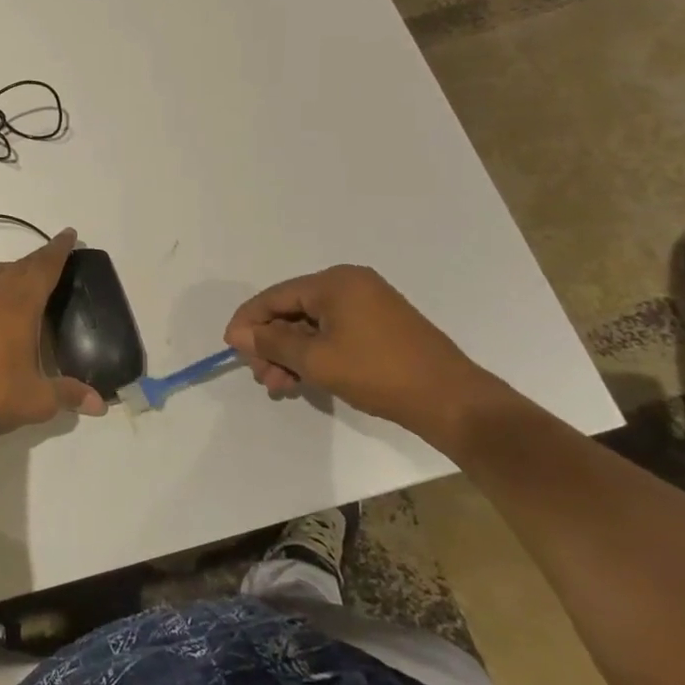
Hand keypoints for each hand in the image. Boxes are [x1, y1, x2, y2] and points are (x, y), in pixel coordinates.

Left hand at [0, 230, 106, 442]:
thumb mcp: (39, 400)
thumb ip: (70, 394)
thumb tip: (100, 404)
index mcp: (19, 306)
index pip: (44, 268)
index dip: (58, 250)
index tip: (68, 235)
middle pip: (18, 267)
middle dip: (36, 261)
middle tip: (50, 259)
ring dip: (5, 272)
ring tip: (14, 281)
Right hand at [223, 264, 502, 442]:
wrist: (453, 402)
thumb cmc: (379, 374)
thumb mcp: (316, 359)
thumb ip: (272, 343)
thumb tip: (239, 334)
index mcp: (335, 282)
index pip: (275, 296)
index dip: (249, 322)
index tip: (231, 348)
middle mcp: (350, 285)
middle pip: (292, 310)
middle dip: (271, 344)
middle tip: (262, 376)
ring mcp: (368, 305)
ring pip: (311, 326)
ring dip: (290, 354)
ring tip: (280, 385)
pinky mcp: (381, 327)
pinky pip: (333, 333)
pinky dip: (314, 354)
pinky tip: (303, 379)